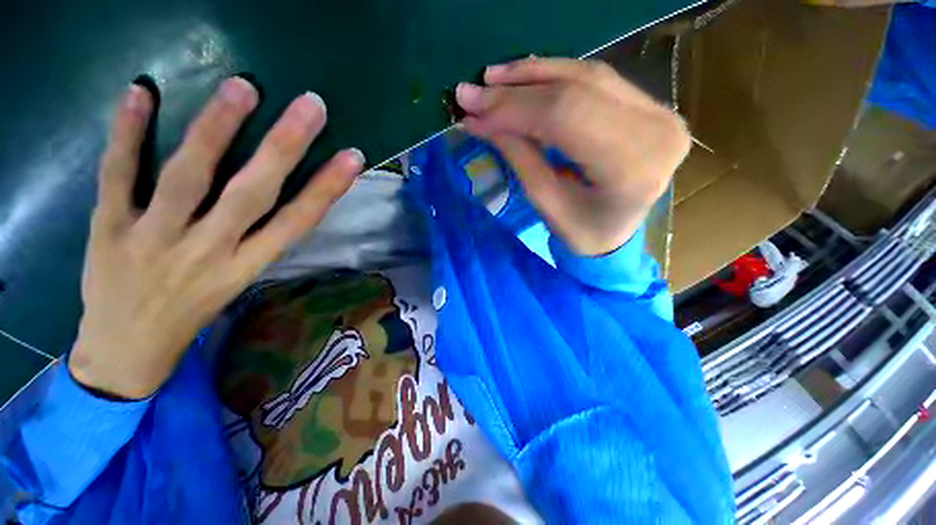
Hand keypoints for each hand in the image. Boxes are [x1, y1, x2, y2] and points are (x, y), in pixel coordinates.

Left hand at [70, 78, 363, 398]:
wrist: (125, 353)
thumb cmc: (191, 315)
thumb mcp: (239, 283)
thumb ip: (260, 240)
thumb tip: (286, 198)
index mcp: (246, 267)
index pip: (297, 222)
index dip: (327, 189)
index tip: (351, 158)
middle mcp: (208, 251)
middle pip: (252, 194)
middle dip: (284, 148)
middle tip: (310, 106)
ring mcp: (154, 239)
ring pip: (188, 178)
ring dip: (215, 130)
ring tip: (243, 87)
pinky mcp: (107, 229)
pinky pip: (117, 176)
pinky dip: (127, 134)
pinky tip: (141, 91)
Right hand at [456, 57, 690, 255]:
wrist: (619, 234)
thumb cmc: (583, 233)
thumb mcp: (547, 205)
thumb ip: (520, 158)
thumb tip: (482, 121)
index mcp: (631, 167)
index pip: (564, 117)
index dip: (513, 109)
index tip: (472, 113)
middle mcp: (654, 128)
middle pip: (575, 90)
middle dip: (516, 90)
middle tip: (472, 93)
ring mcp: (657, 111)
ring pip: (585, 75)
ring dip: (533, 75)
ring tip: (492, 80)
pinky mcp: (649, 105)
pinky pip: (595, 79)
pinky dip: (554, 76)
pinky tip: (524, 78)